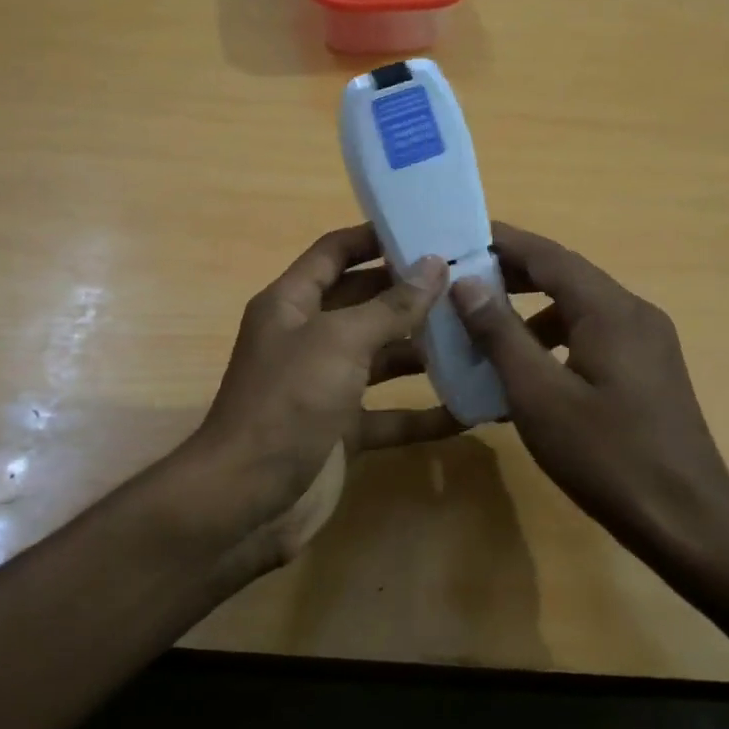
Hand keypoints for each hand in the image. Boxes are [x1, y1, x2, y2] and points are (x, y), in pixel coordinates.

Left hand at [189, 225, 458, 559]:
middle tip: (471, 284)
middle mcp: (307, 339)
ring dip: (425, 352)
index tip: (427, 229)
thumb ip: (390, 306)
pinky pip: (390, 415)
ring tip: (481, 338)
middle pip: (365, 304)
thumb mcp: (339, 343)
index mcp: (291, 304)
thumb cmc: (288, 403)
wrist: (247, 499)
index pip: (334, 253)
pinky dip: (424, 414)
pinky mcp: (342, 432)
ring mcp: (325, 388)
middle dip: (412, 294)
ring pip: (382, 359)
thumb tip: (434, 265)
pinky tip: (470, 410)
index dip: (374, 238)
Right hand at [450, 223, 728, 556]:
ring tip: (487, 331)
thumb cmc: (606, 455)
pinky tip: (529, 374)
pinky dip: (556, 341)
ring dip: (532, 312)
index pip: (549, 256)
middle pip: (567, 277)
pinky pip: (594, 338)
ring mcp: (648, 344)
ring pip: (580, 310)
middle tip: (462, 283)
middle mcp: (635, 314)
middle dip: (514, 276)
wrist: (686, 521)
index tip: (459, 236)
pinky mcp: (650, 372)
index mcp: (611, 310)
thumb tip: (467, 283)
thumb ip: (501, 334)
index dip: (503, 242)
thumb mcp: (539, 395)